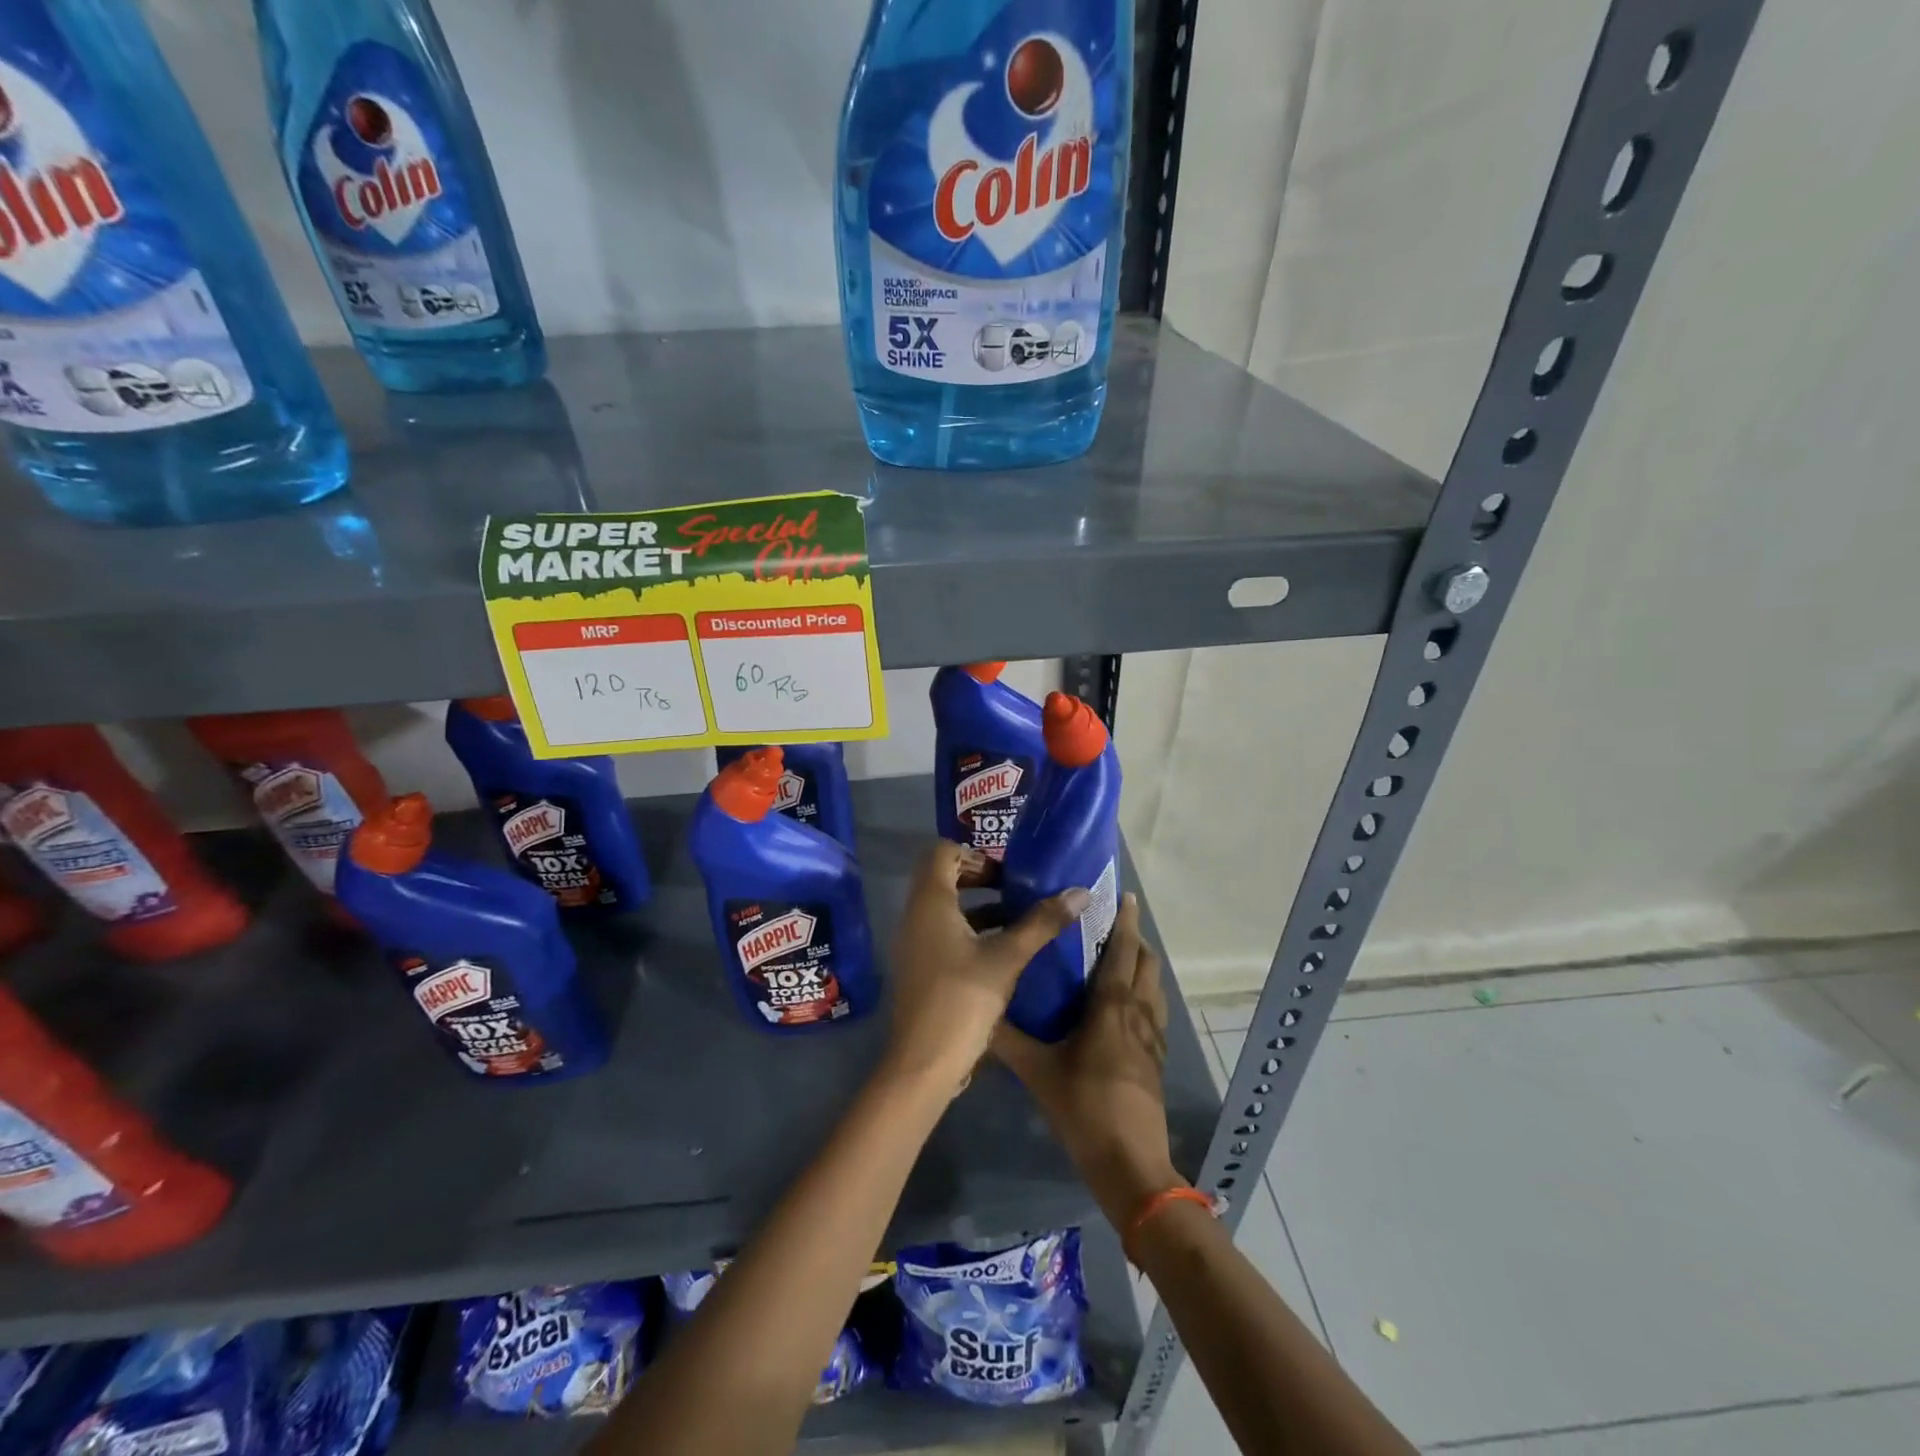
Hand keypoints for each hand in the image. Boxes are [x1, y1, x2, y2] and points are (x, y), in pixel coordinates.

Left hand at [885, 842, 1087, 1094]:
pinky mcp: (921, 968)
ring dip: (978, 907)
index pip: (942, 852)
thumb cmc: (962, 999)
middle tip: (1015, 889)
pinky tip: (1004, 952)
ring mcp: (914, 943)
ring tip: (1019, 918)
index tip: (1007, 871)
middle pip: (942, 877)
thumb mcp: (1008, 958)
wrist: (923, 1063)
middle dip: (979, 878)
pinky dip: (970, 931)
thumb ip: (1042, 923)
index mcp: (930, 902)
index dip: (975, 854)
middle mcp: (915, 916)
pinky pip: (943, 933)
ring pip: (945, 908)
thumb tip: (1080, 892)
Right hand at [992, 892, 1180, 1225]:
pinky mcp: (1157, 1058)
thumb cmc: (1084, 1109)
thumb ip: (1007, 1040)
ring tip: (1118, 956)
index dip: (1124, 921)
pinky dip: (1144, 993)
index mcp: (1112, 1007)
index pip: (1122, 951)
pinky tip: (1124, 1006)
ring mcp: (1153, 1037)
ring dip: (1141, 964)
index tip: (1121, 895)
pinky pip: (1154, 1011)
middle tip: (1110, 923)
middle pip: (1145, 962)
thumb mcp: (1038, 1072)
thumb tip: (978, 1013)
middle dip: (1133, 937)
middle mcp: (1138, 1013)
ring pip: (1154, 986)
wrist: (1131, 1165)